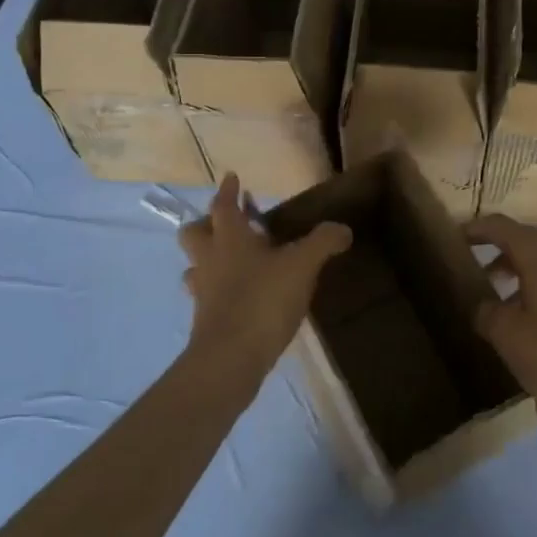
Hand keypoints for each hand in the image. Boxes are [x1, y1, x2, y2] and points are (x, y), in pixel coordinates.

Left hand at [178, 174, 351, 379]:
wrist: (231, 358)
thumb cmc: (263, 300)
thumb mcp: (302, 266)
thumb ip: (322, 243)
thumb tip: (343, 229)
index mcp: (229, 238)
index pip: (222, 206)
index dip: (227, 191)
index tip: (231, 178)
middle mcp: (209, 260)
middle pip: (194, 233)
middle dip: (207, 224)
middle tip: (229, 224)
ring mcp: (203, 291)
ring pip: (195, 266)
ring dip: (209, 259)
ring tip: (232, 262)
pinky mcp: (205, 320)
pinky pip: (207, 295)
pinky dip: (219, 290)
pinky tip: (239, 297)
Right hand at [466, 214, 536, 427]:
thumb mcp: (508, 336)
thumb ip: (486, 312)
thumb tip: (483, 305)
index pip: (502, 226)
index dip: (476, 229)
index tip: (456, 239)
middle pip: (526, 242)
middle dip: (499, 253)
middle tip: (476, 274)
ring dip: (521, 274)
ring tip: (502, 302)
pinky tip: (536, 321)